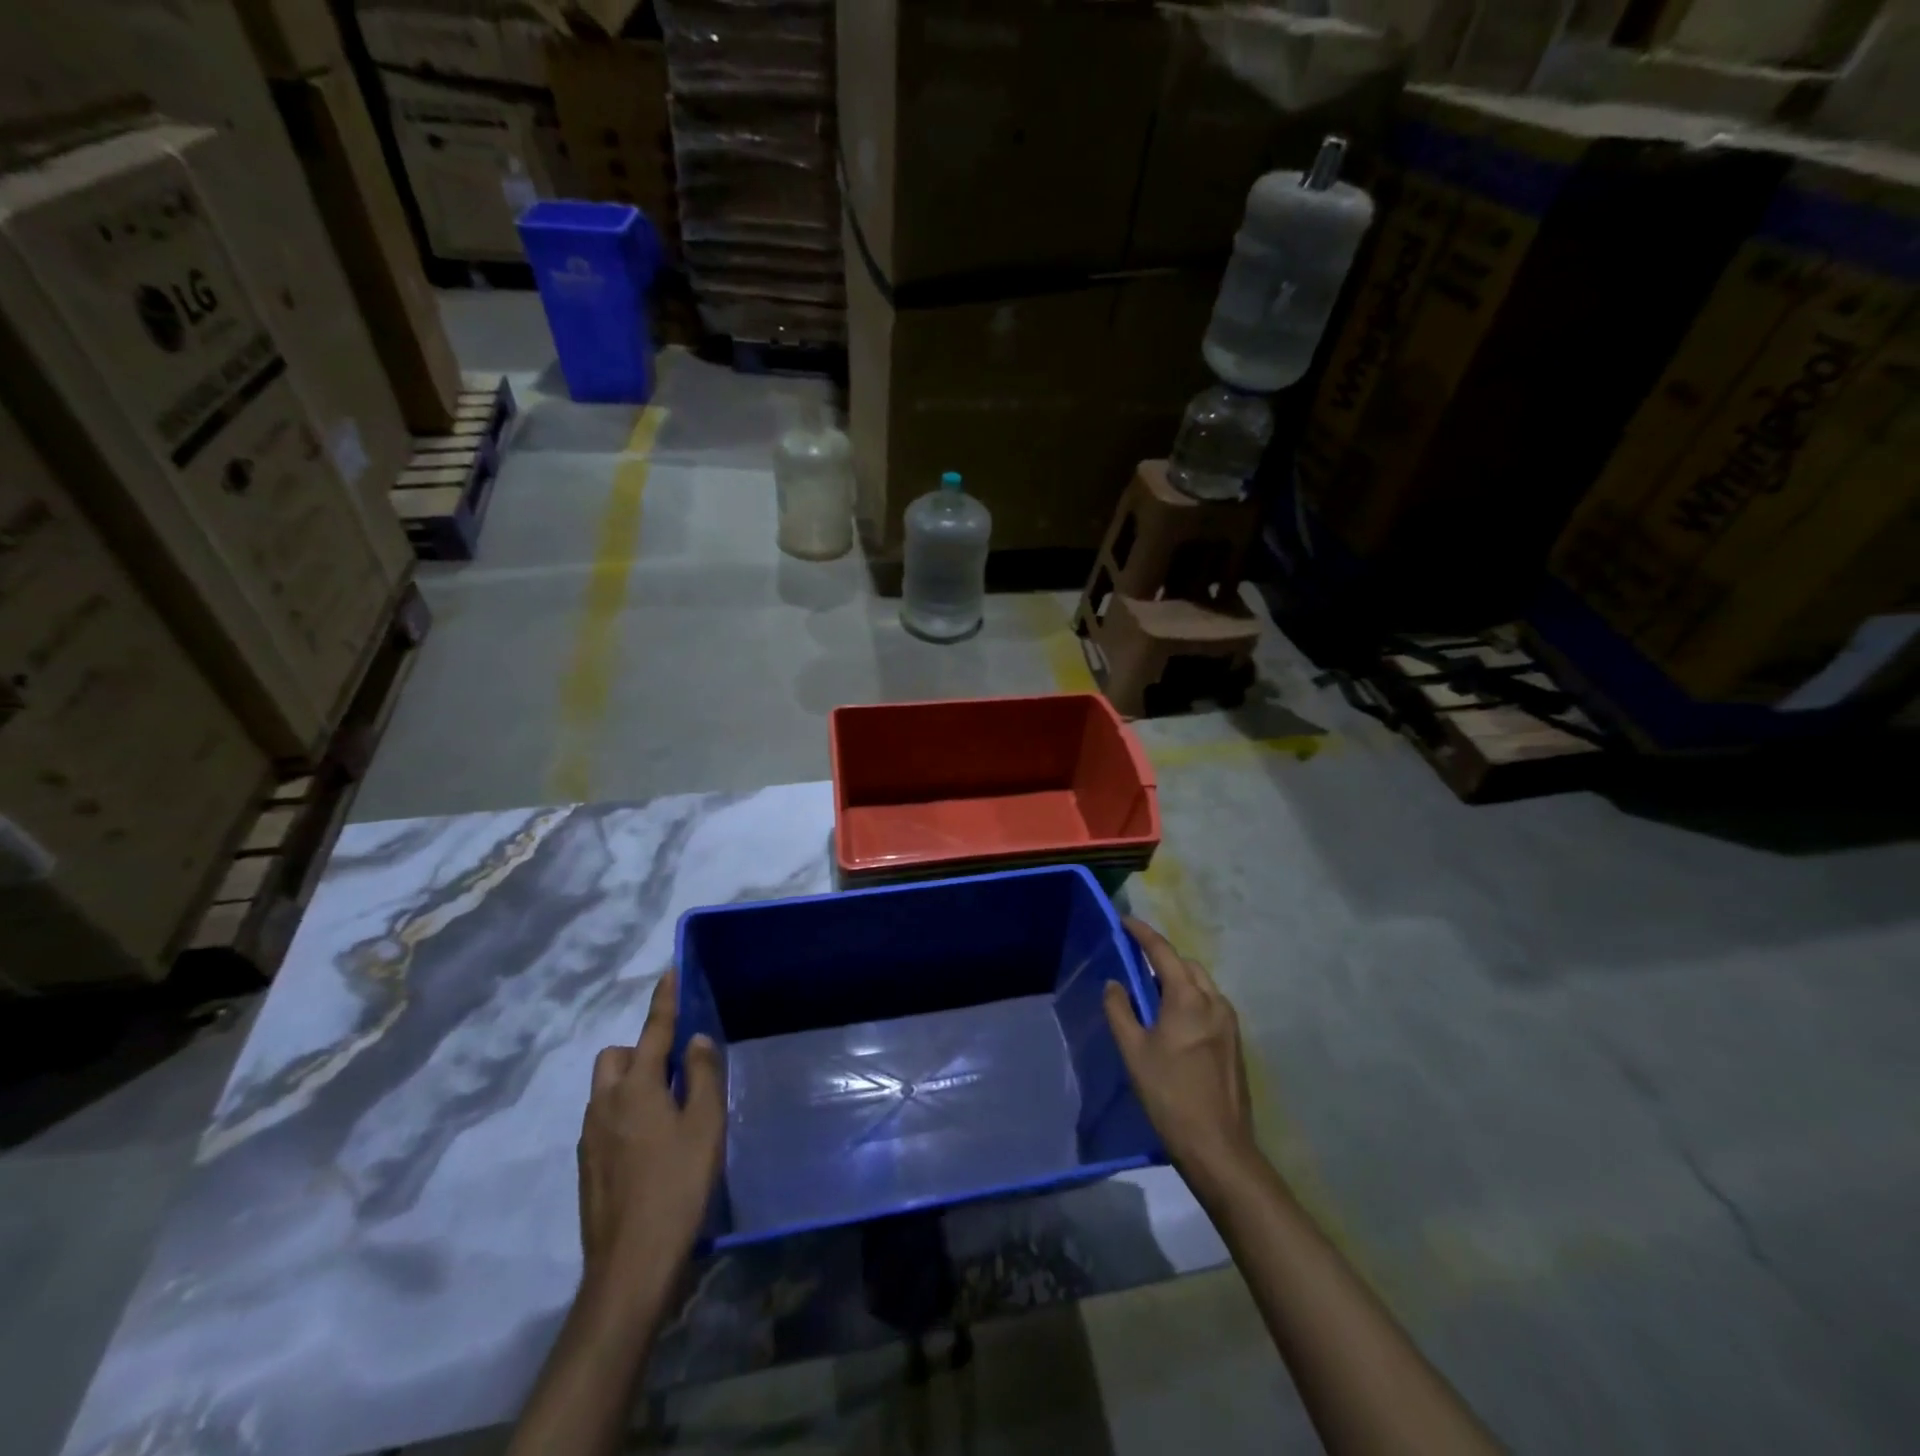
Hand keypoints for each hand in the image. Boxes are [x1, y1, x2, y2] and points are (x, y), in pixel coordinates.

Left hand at [576, 969, 722, 1296]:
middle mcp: (605, 1104)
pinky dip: (625, 1112)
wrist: (630, 1267)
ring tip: (667, 1104)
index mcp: (636, 1088)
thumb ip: (702, 1075)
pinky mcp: (588, 1167)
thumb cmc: (677, 1187)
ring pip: (606, 1090)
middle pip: (616, 1057)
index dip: (664, 1000)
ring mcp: (591, 1138)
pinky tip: (652, 1142)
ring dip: (631, 1082)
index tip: (669, 972)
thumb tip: (694, 1039)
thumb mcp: (705, 1126)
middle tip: (674, 1065)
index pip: (652, 1031)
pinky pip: (604, 1119)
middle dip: (640, 1049)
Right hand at [1104, 917, 1256, 1189]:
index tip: (1124, 921)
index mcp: (1188, 998)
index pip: (1163, 952)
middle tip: (1135, 960)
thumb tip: (1114, 983)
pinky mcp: (1235, 1042)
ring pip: (1201, 984)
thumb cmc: (1169, 1095)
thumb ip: (1120, 1010)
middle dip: (1162, 956)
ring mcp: (1229, 1022)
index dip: (1142, 933)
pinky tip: (1173, 1019)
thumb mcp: (1134, 1052)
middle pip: (1186, 964)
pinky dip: (1190, 997)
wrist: (1218, 1147)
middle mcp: (1214, 1001)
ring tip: (1151, 991)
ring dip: (1177, 978)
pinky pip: (1209, 1003)